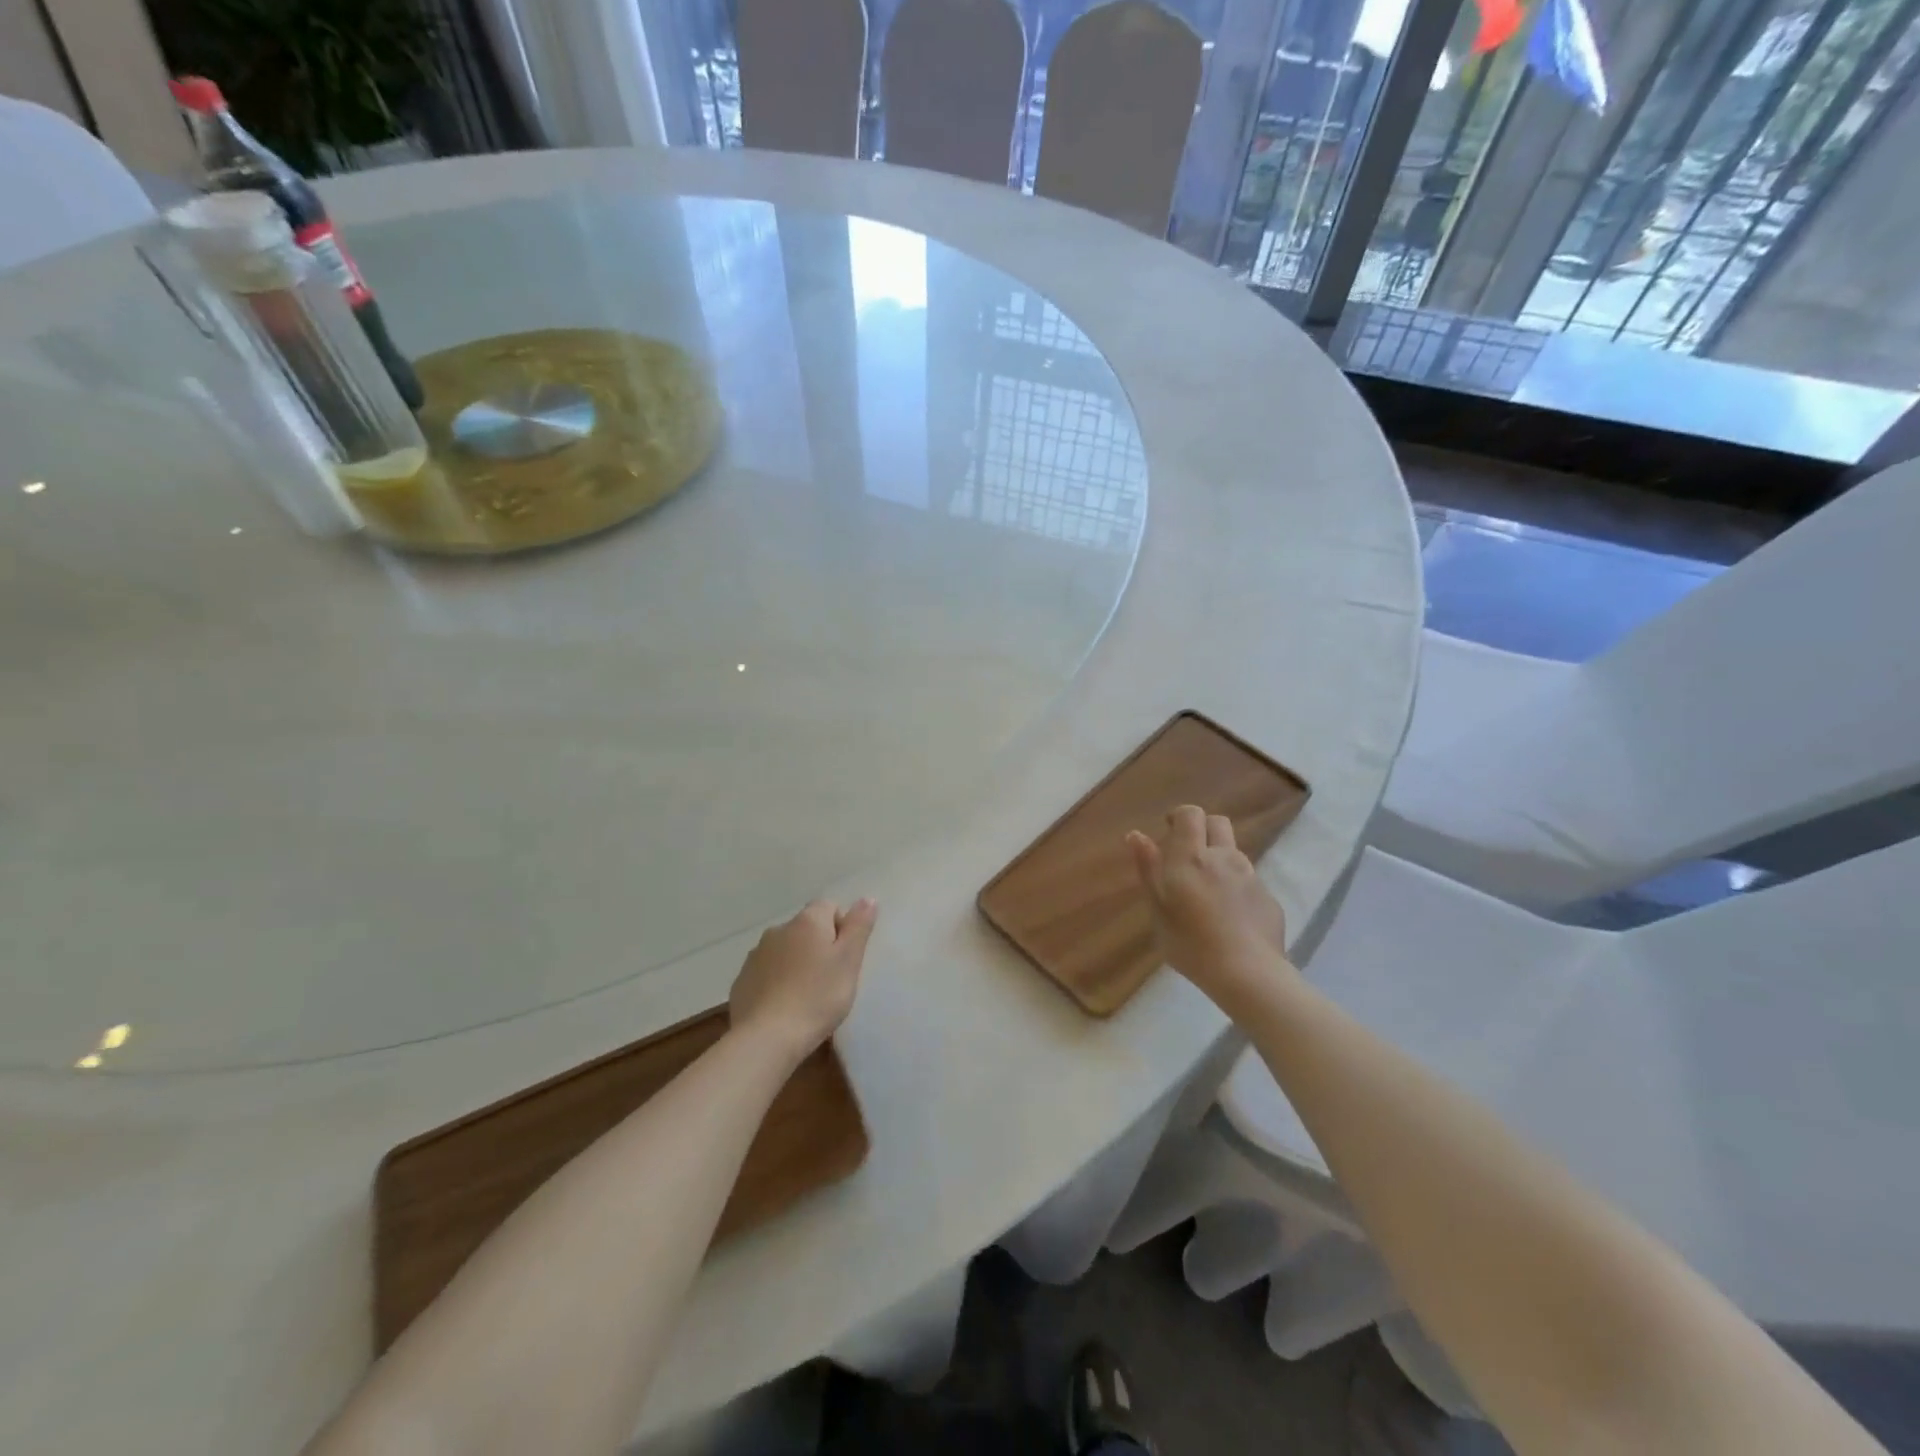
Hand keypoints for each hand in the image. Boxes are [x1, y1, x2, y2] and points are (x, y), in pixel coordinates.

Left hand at [729, 898, 876, 1063]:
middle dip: (819, 948)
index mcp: (807, 921)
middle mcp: (778, 930)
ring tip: (807, 998)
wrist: (766, 1038)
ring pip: (785, 951)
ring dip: (797, 965)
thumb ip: (859, 926)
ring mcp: (756, 955)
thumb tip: (868, 898)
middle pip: (806, 929)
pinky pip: (766, 973)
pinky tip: (784, 1009)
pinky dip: (777, 983)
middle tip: (831, 981)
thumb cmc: (817, 997)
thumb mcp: (849, 961)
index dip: (842, 929)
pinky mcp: (742, 981)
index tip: (845, 958)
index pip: (830, 907)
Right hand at [1128, 806, 1291, 1011]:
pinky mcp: (1268, 898)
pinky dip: (1236, 888)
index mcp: (1192, 857)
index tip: (1168, 830)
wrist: (1247, 973)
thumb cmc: (1190, 942)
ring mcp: (1251, 877)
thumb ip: (1148, 868)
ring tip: (1207, 891)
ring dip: (1219, 859)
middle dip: (1202, 829)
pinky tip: (1229, 917)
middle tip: (1187, 854)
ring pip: (1234, 853)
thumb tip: (1136, 835)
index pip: (1191, 814)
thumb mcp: (1158, 908)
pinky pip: (1249, 882)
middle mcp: (1224, 858)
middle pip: (1218, 823)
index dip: (1180, 816)